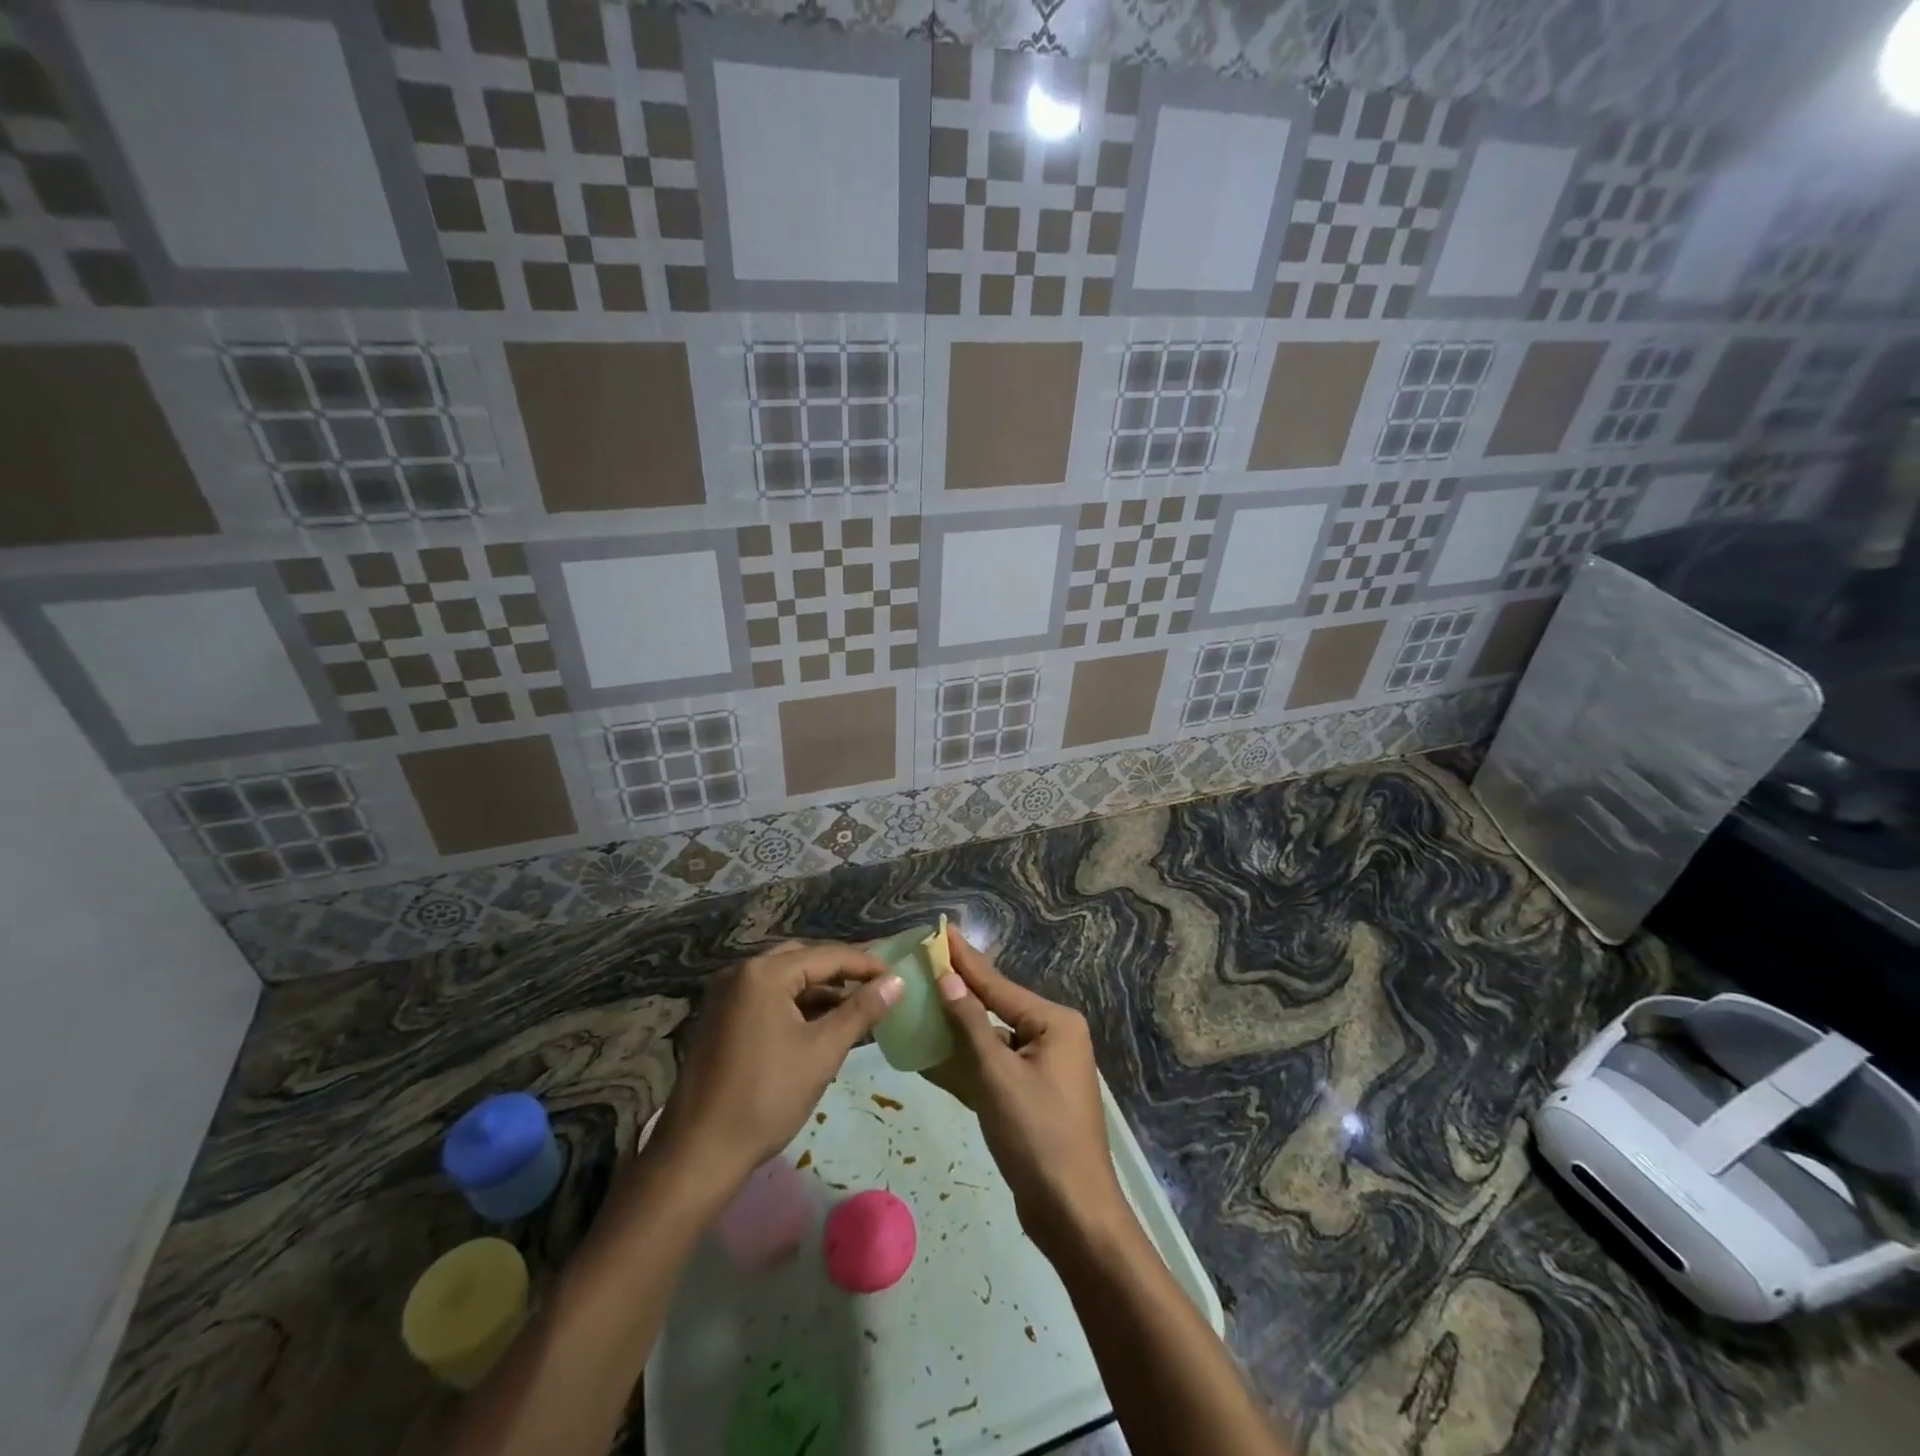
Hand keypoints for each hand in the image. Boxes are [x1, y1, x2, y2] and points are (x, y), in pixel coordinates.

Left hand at [648, 941, 900, 1202]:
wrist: (698, 1154)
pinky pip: (768, 997)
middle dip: (842, 973)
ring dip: (820, 991)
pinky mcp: (721, 1018)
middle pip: (804, 960)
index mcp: (764, 973)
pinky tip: (822, 1026)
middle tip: (878, 988)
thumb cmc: (766, 1098)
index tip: (898, 977)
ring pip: (786, 980)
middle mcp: (741, 972)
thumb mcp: (822, 1052)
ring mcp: (726, 995)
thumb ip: (862, 1011)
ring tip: (857, 1010)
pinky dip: (797, 1005)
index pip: (827, 956)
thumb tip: (897, 981)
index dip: (866, 965)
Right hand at [925, 927, 1129, 1255]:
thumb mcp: (998, 1076)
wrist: (1073, 1214)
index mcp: (1054, 1023)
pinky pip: (993, 1067)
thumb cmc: (1038, 1137)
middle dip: (959, 990)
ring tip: (921, 1000)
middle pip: (996, 1007)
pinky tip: (932, 1053)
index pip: (998, 985)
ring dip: (957, 1028)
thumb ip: (970, 1025)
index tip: (941, 930)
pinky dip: (966, 1062)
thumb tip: (947, 978)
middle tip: (925, 962)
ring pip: (991, 1038)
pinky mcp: (1030, 1095)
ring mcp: (1042, 1067)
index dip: (965, 959)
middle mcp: (1052, 1037)